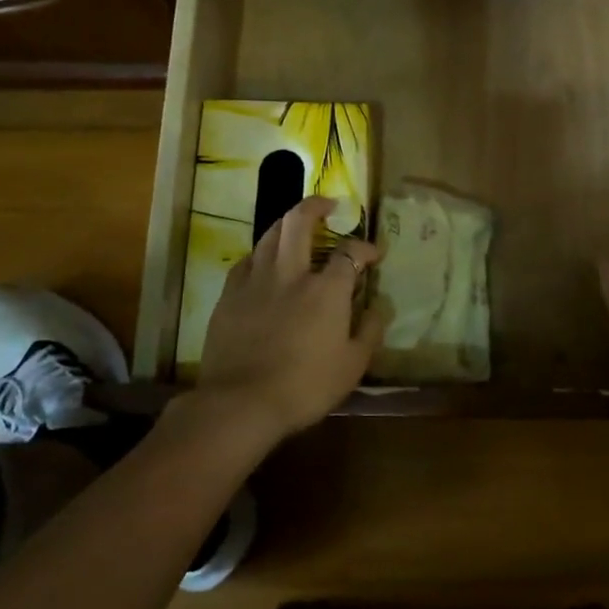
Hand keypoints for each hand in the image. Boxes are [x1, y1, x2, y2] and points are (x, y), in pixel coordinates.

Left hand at [192, 196, 383, 441]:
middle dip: (316, 205)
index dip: (365, 248)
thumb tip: (380, 306)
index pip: (349, 253)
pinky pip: (246, 261)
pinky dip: (261, 254)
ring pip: (269, 235)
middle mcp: (290, 274)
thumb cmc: (305, 387)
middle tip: (328, 205)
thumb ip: (369, 330)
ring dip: (287, 224)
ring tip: (296, 227)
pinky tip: (264, 263)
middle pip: (299, 222)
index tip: (374, 254)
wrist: (240, 403)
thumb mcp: (352, 365)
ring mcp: (255, 281)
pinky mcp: (229, 296)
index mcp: (325, 290)